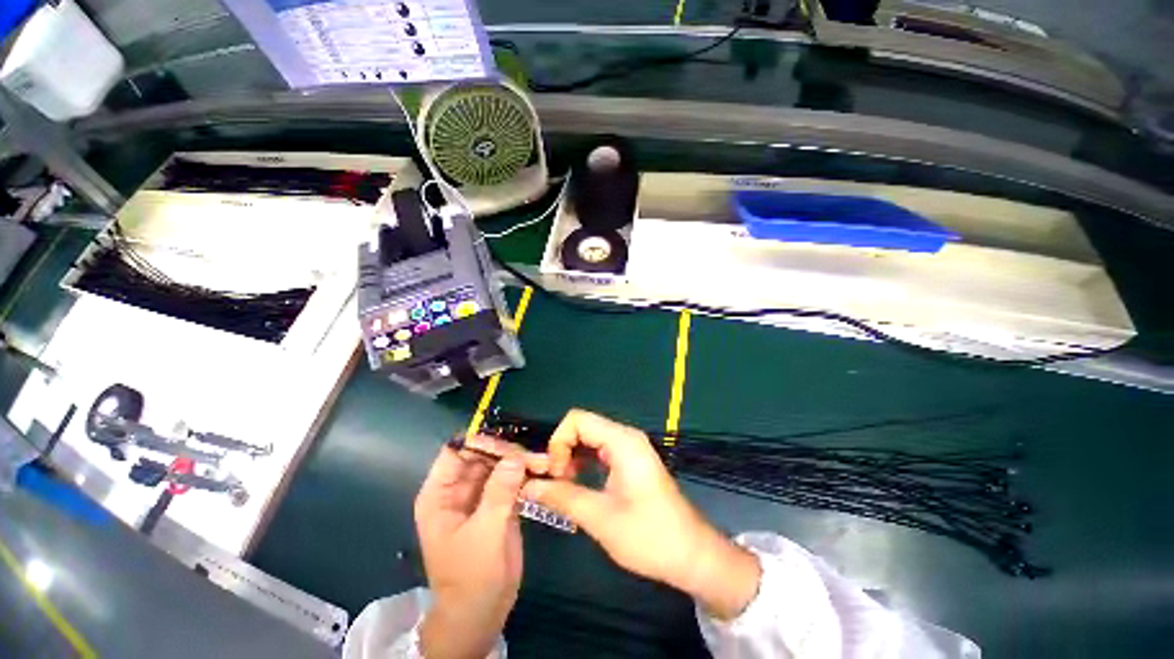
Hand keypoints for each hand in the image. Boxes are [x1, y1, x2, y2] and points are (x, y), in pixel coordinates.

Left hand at [414, 442, 527, 657]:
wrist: (482, 612)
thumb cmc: (472, 576)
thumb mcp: (484, 533)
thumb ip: (500, 492)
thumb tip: (517, 456)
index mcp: (440, 493)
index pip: (456, 452)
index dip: (480, 442)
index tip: (509, 443)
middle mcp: (459, 489)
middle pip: (482, 455)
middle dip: (507, 452)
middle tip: (534, 455)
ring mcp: (480, 495)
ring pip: (499, 464)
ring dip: (520, 461)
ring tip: (544, 461)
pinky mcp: (498, 502)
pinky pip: (511, 478)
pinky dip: (526, 473)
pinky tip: (543, 471)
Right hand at [518, 410, 761, 619]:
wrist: (692, 555)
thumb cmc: (649, 536)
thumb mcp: (600, 518)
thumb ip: (562, 498)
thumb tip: (528, 487)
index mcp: (622, 441)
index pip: (577, 419)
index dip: (559, 442)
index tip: (556, 473)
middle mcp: (626, 437)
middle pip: (582, 426)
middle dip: (563, 449)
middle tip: (557, 481)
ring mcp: (630, 448)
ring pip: (590, 438)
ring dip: (572, 457)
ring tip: (565, 485)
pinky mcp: (631, 461)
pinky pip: (600, 451)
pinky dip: (584, 462)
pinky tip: (579, 484)